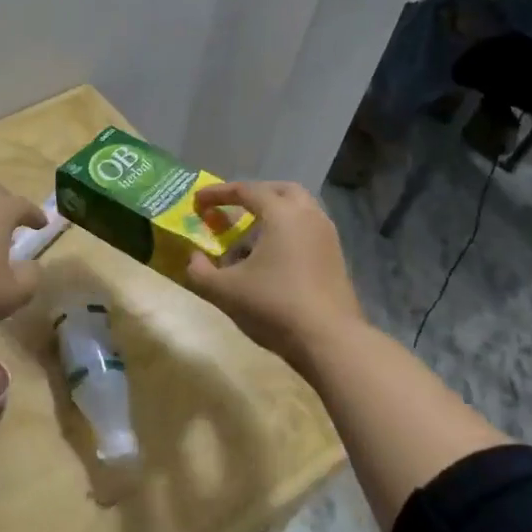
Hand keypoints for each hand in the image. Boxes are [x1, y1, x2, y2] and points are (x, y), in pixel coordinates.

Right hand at [184, 182, 363, 363]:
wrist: (329, 340)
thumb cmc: (273, 305)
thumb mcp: (224, 290)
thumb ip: (200, 271)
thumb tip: (194, 258)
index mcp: (282, 214)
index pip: (246, 190)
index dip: (218, 193)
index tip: (197, 201)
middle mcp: (309, 216)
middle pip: (281, 190)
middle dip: (254, 194)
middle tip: (232, 207)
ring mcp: (328, 237)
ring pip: (299, 211)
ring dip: (273, 214)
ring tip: (250, 235)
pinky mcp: (336, 258)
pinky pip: (308, 231)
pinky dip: (287, 233)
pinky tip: (271, 258)